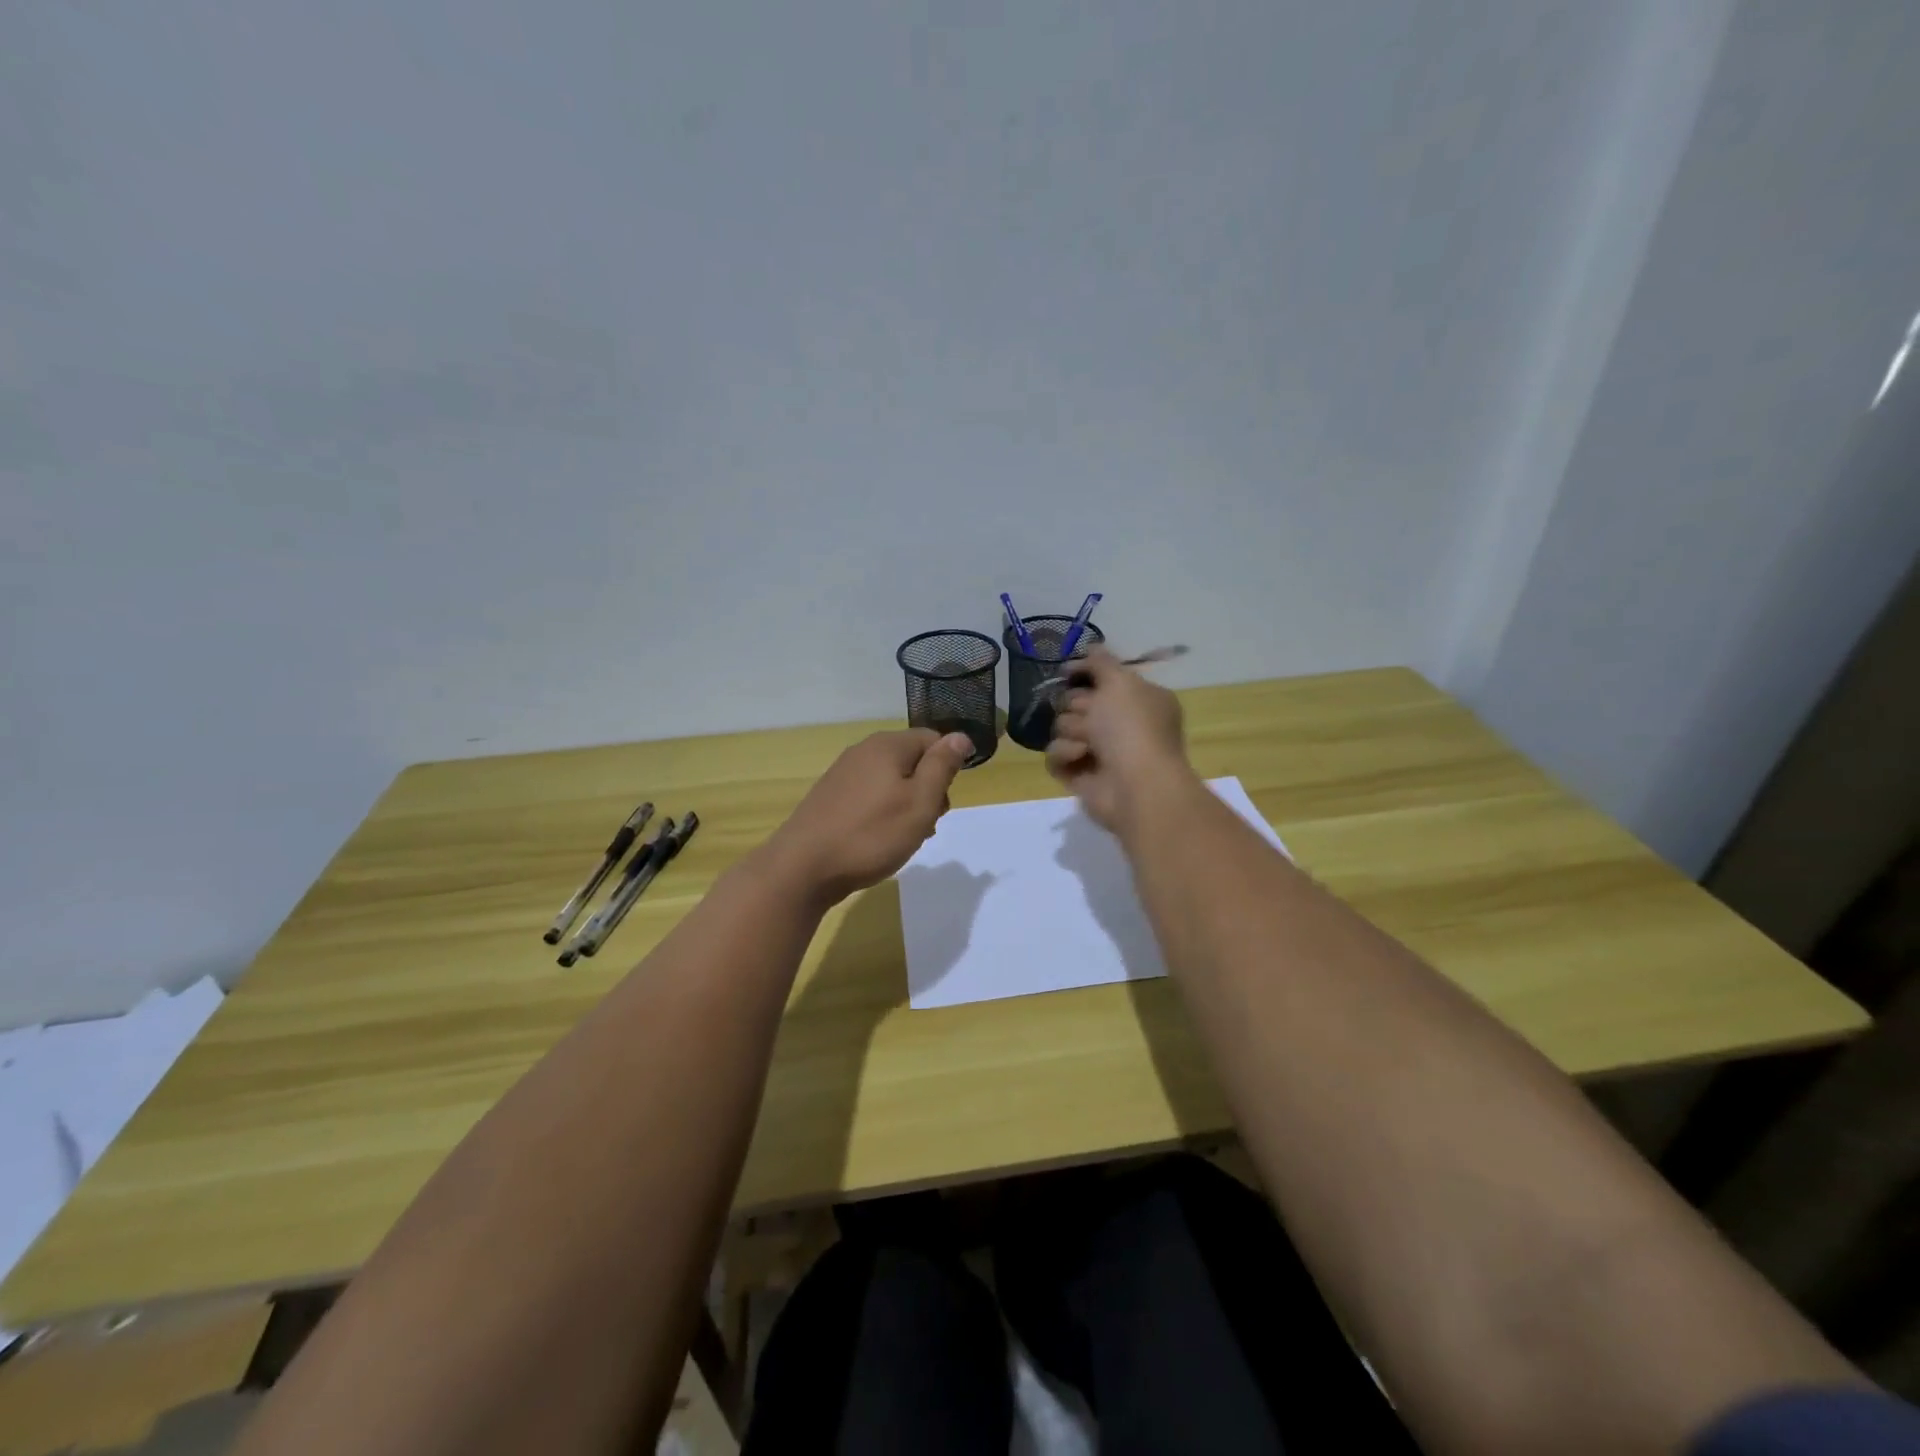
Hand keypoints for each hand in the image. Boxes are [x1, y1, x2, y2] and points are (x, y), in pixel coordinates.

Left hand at [762, 729, 973, 905]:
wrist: (803, 867)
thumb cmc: (871, 834)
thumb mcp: (920, 802)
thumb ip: (942, 767)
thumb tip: (961, 737)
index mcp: (887, 745)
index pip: (933, 739)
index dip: (947, 768)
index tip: (943, 802)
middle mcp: (863, 751)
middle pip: (912, 760)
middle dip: (927, 789)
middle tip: (927, 824)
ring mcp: (843, 774)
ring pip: (891, 781)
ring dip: (906, 805)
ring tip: (904, 838)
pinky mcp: (830, 797)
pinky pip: (870, 796)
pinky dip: (882, 813)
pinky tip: (878, 840)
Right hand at [1046, 648, 1198, 834]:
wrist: (1135, 785)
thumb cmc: (1132, 728)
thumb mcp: (1120, 682)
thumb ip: (1101, 662)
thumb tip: (1091, 648)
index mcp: (1138, 700)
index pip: (1102, 679)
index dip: (1085, 673)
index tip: (1067, 672)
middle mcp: (1121, 725)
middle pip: (1077, 702)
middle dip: (1077, 706)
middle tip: (1090, 716)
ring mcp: (1100, 752)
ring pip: (1063, 727)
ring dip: (1072, 731)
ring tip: (1088, 744)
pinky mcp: (1080, 776)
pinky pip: (1056, 756)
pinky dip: (1065, 755)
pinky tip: (1079, 759)